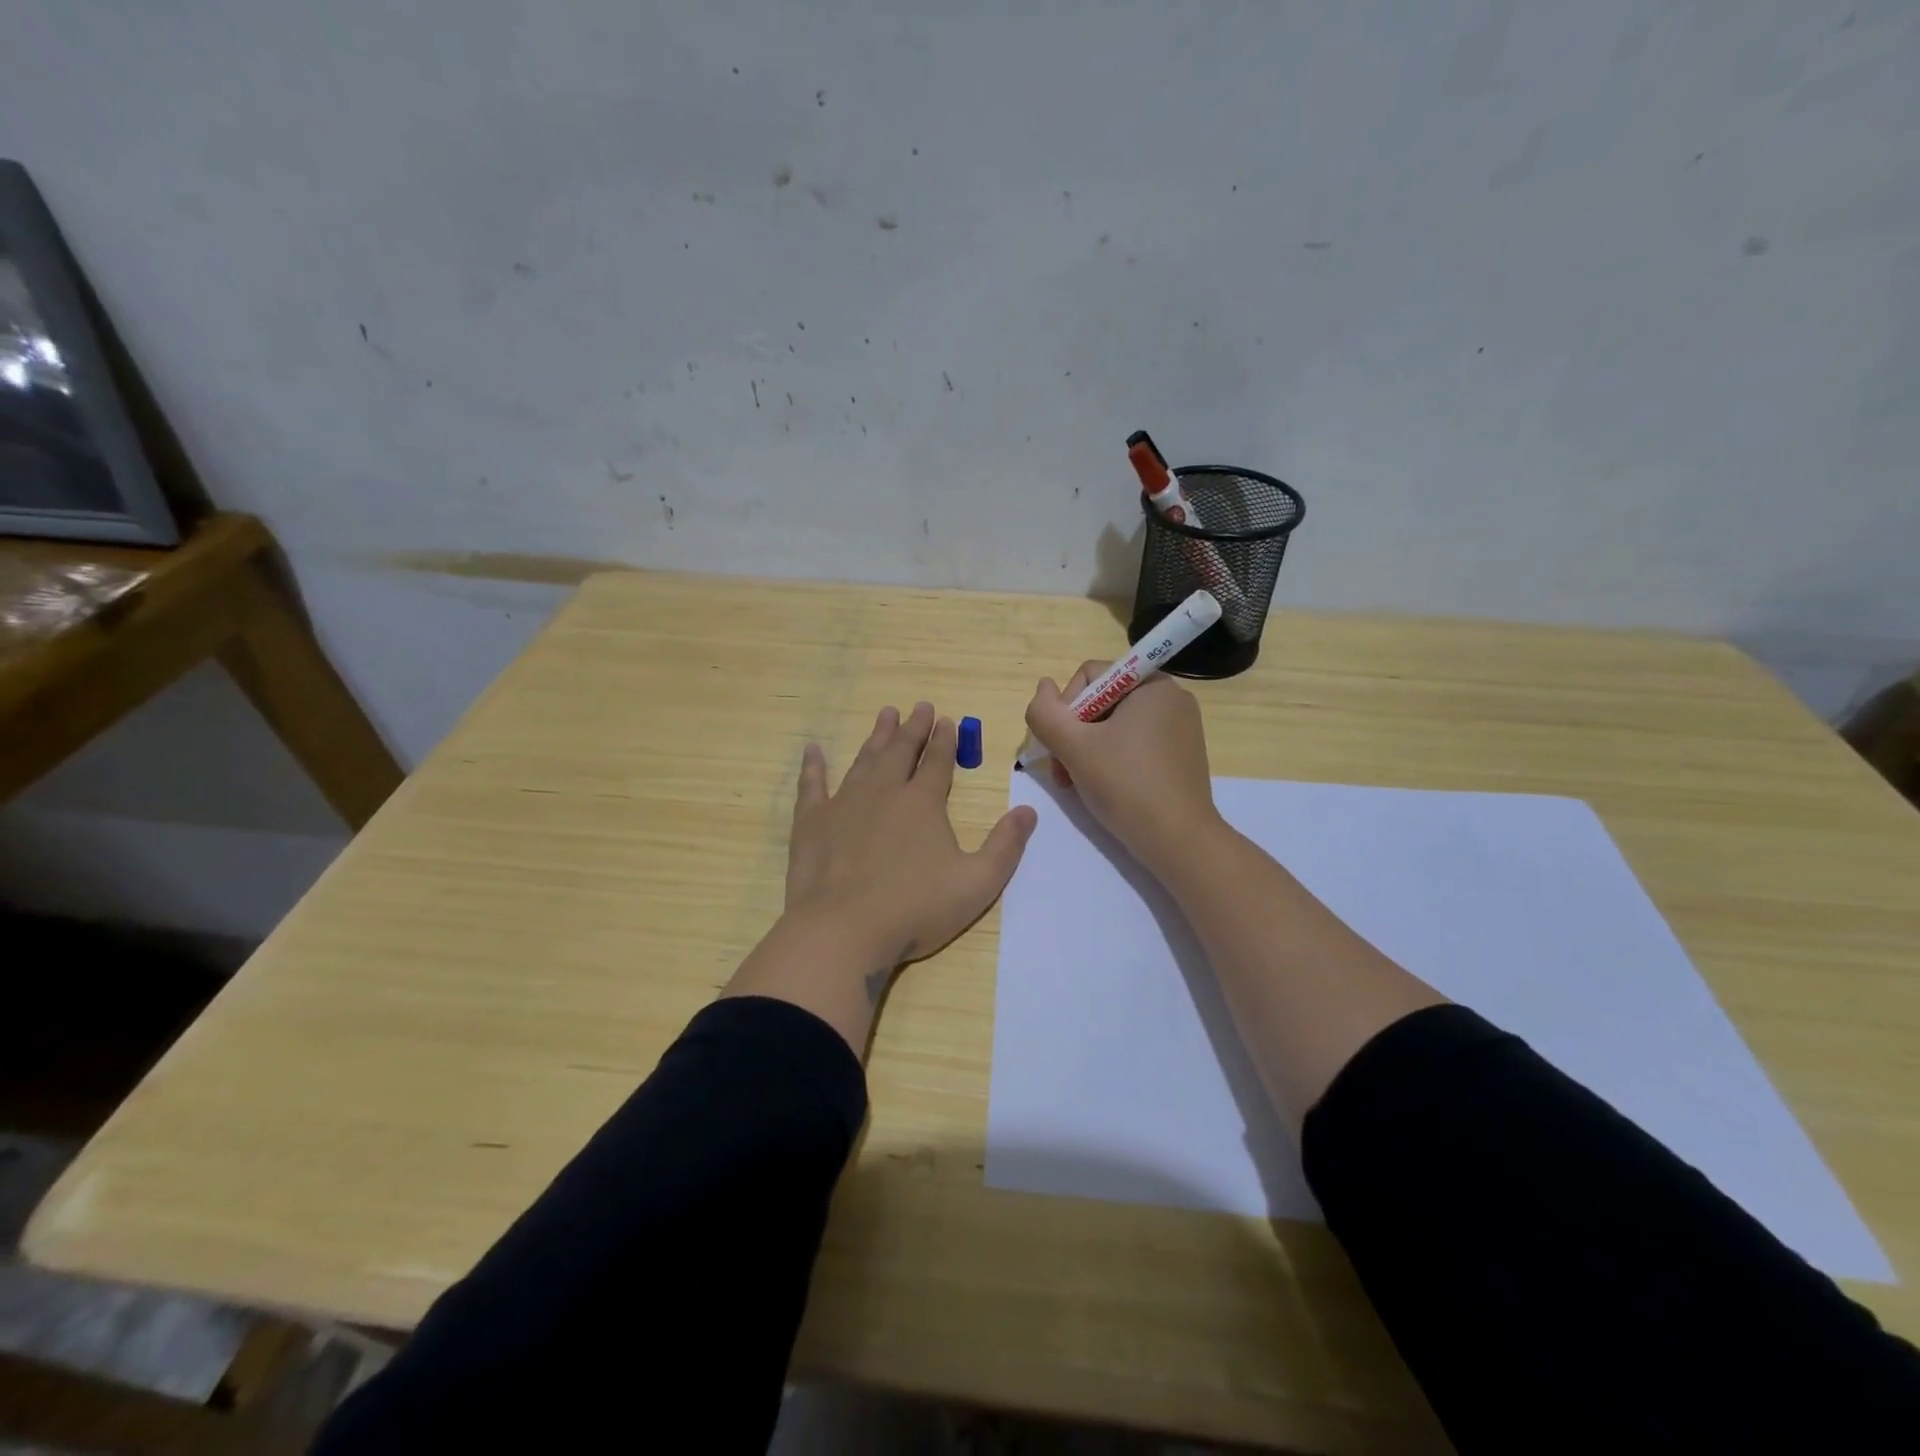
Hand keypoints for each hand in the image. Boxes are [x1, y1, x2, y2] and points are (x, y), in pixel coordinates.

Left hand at [785, 702, 1037, 966]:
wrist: (842, 930)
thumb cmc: (914, 909)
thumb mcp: (977, 884)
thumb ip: (1006, 846)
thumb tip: (1028, 810)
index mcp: (923, 803)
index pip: (937, 762)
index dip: (945, 740)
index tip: (947, 719)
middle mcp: (884, 792)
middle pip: (901, 751)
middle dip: (913, 728)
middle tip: (919, 706)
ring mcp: (844, 804)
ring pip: (864, 760)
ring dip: (877, 736)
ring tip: (885, 714)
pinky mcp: (812, 822)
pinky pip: (812, 785)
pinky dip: (813, 766)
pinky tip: (813, 749)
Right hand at [1023, 664, 1221, 872]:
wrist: (1178, 840)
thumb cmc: (1125, 785)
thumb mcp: (1073, 746)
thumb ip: (1045, 712)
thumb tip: (1043, 687)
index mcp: (1152, 684)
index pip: (1090, 676)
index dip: (1066, 708)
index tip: (1062, 746)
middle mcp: (1171, 698)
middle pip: (1101, 701)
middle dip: (1075, 735)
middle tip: (1064, 773)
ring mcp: (1180, 728)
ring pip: (1115, 726)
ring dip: (1087, 751)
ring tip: (1077, 784)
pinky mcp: (1181, 755)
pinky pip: (1135, 744)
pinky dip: (1112, 761)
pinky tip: (1104, 788)